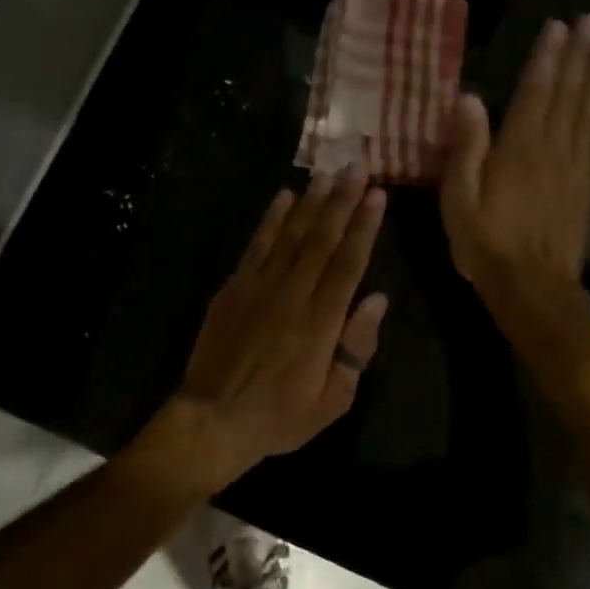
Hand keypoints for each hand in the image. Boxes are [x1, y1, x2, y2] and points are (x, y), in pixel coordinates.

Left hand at [164, 169, 388, 488]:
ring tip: (327, 173)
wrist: (212, 421)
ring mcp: (258, 288)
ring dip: (311, 202)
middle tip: (357, 167)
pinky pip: (256, 246)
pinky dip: (271, 220)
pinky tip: (284, 198)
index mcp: (321, 323)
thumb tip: (377, 300)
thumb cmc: (279, 417)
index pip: (348, 264)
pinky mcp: (233, 289)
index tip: (377, 195)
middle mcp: (292, 296)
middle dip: (342, 201)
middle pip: (322, 240)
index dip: (364, 226)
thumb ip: (357, 348)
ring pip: (290, 235)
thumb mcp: (332, 400)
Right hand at [441, 16, 589, 329]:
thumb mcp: (459, 199)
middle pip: (570, 94)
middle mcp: (553, 149)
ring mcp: (576, 167)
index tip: (559, 27)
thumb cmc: (486, 243)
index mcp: (519, 149)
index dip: (548, 58)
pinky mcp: (588, 186)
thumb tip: (468, 98)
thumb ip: (466, 147)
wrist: (532, 287)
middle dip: (581, 56)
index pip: (536, 92)